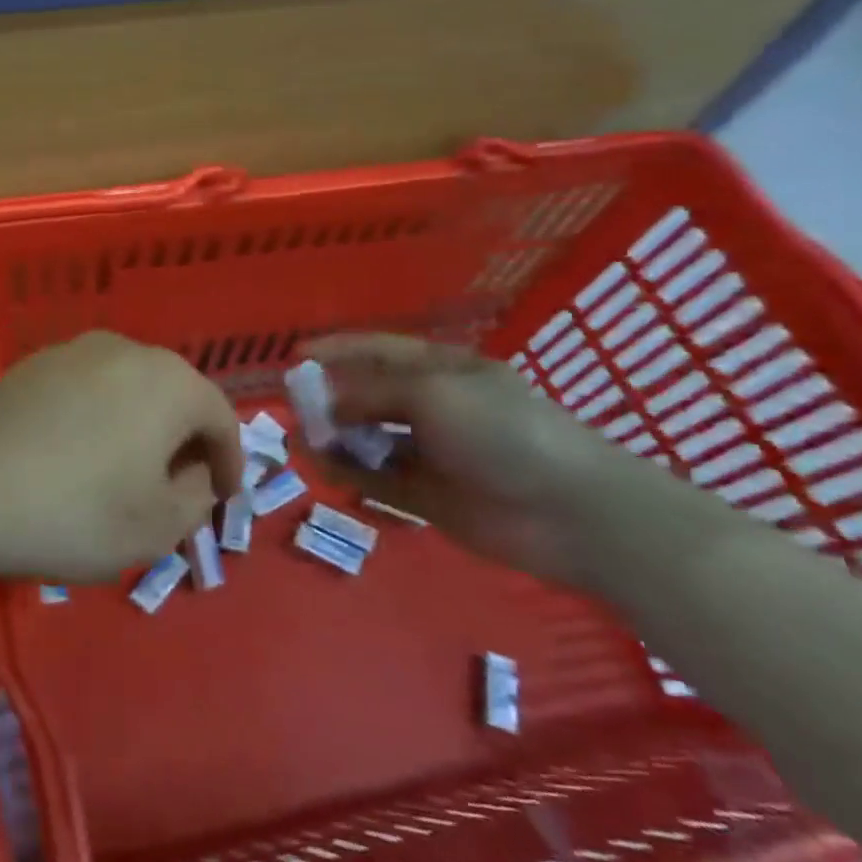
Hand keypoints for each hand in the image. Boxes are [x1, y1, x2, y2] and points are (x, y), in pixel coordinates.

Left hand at [0, 332, 241, 581]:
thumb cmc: (74, 511)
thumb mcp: (157, 527)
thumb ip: (197, 497)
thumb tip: (194, 473)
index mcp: (169, 381)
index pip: (221, 418)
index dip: (230, 462)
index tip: (224, 498)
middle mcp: (126, 350)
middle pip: (174, 396)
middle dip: (184, 443)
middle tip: (178, 489)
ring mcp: (73, 351)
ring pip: (128, 390)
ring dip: (139, 429)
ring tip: (126, 474)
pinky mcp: (31, 365)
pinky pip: (86, 391)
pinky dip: (98, 421)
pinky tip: (77, 457)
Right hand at [304, 333, 647, 590]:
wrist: (571, 512)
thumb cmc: (503, 431)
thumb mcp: (433, 393)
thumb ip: (373, 393)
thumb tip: (330, 404)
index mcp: (443, 371)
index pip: (381, 350)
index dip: (339, 349)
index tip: (296, 353)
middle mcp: (434, 408)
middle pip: (370, 395)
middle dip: (331, 396)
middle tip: (290, 404)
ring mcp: (430, 453)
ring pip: (368, 438)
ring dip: (334, 436)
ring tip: (298, 438)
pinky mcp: (426, 496)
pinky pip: (375, 478)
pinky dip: (347, 471)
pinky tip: (320, 466)